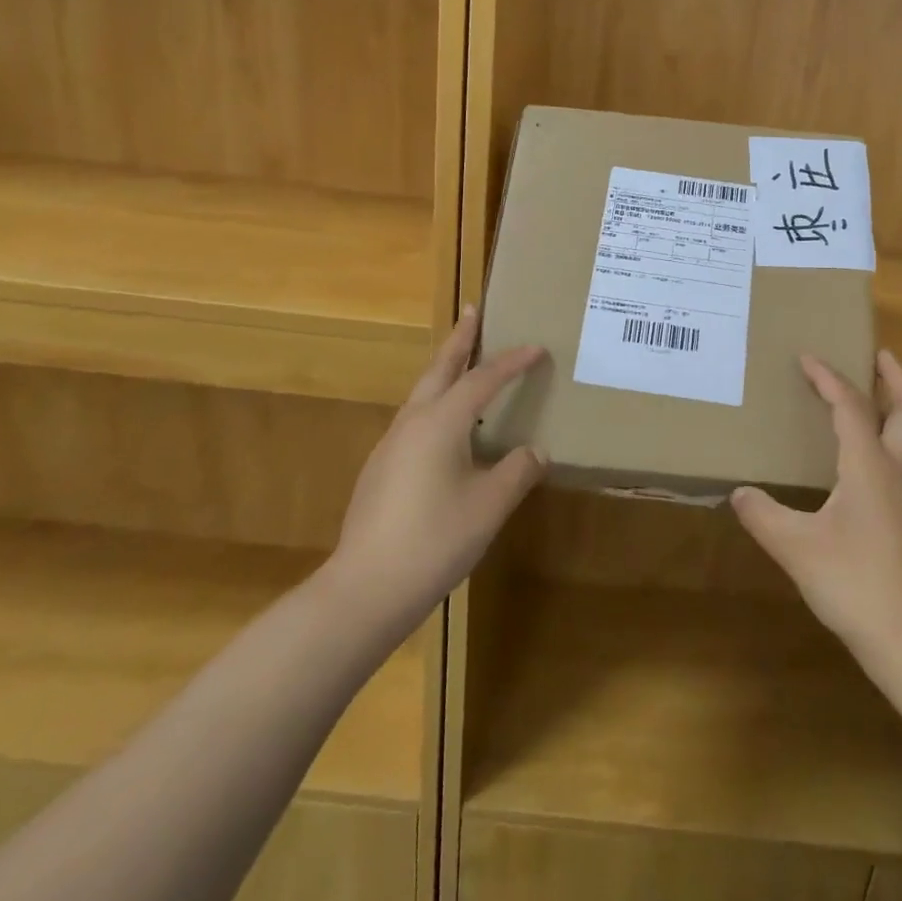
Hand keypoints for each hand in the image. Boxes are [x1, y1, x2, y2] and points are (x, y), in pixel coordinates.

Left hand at [328, 308, 547, 631]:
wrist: (365, 589)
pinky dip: (436, 404)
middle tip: (472, 312)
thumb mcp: (489, 506)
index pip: (482, 380)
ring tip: (464, 364)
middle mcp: (412, 423)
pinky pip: (416, 420)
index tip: (536, 347)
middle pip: (439, 369)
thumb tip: (535, 452)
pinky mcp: (381, 470)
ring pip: (423, 393)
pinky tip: (447, 430)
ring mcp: (391, 446)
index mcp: (441, 423)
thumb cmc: (434, 540)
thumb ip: (516, 472)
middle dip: (459, 340)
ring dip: (444, 371)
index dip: (512, 362)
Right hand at [732, 351, 901, 670]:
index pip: (851, 406)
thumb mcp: (796, 548)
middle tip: (878, 354)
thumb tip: (739, 492)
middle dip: (895, 378)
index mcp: (869, 466)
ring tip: (871, 395)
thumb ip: (763, 515)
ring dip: (896, 406)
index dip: (828, 378)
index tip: (807, 358)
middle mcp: (896, 471)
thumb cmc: (856, 585)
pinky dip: (889, 437)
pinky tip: (864, 458)